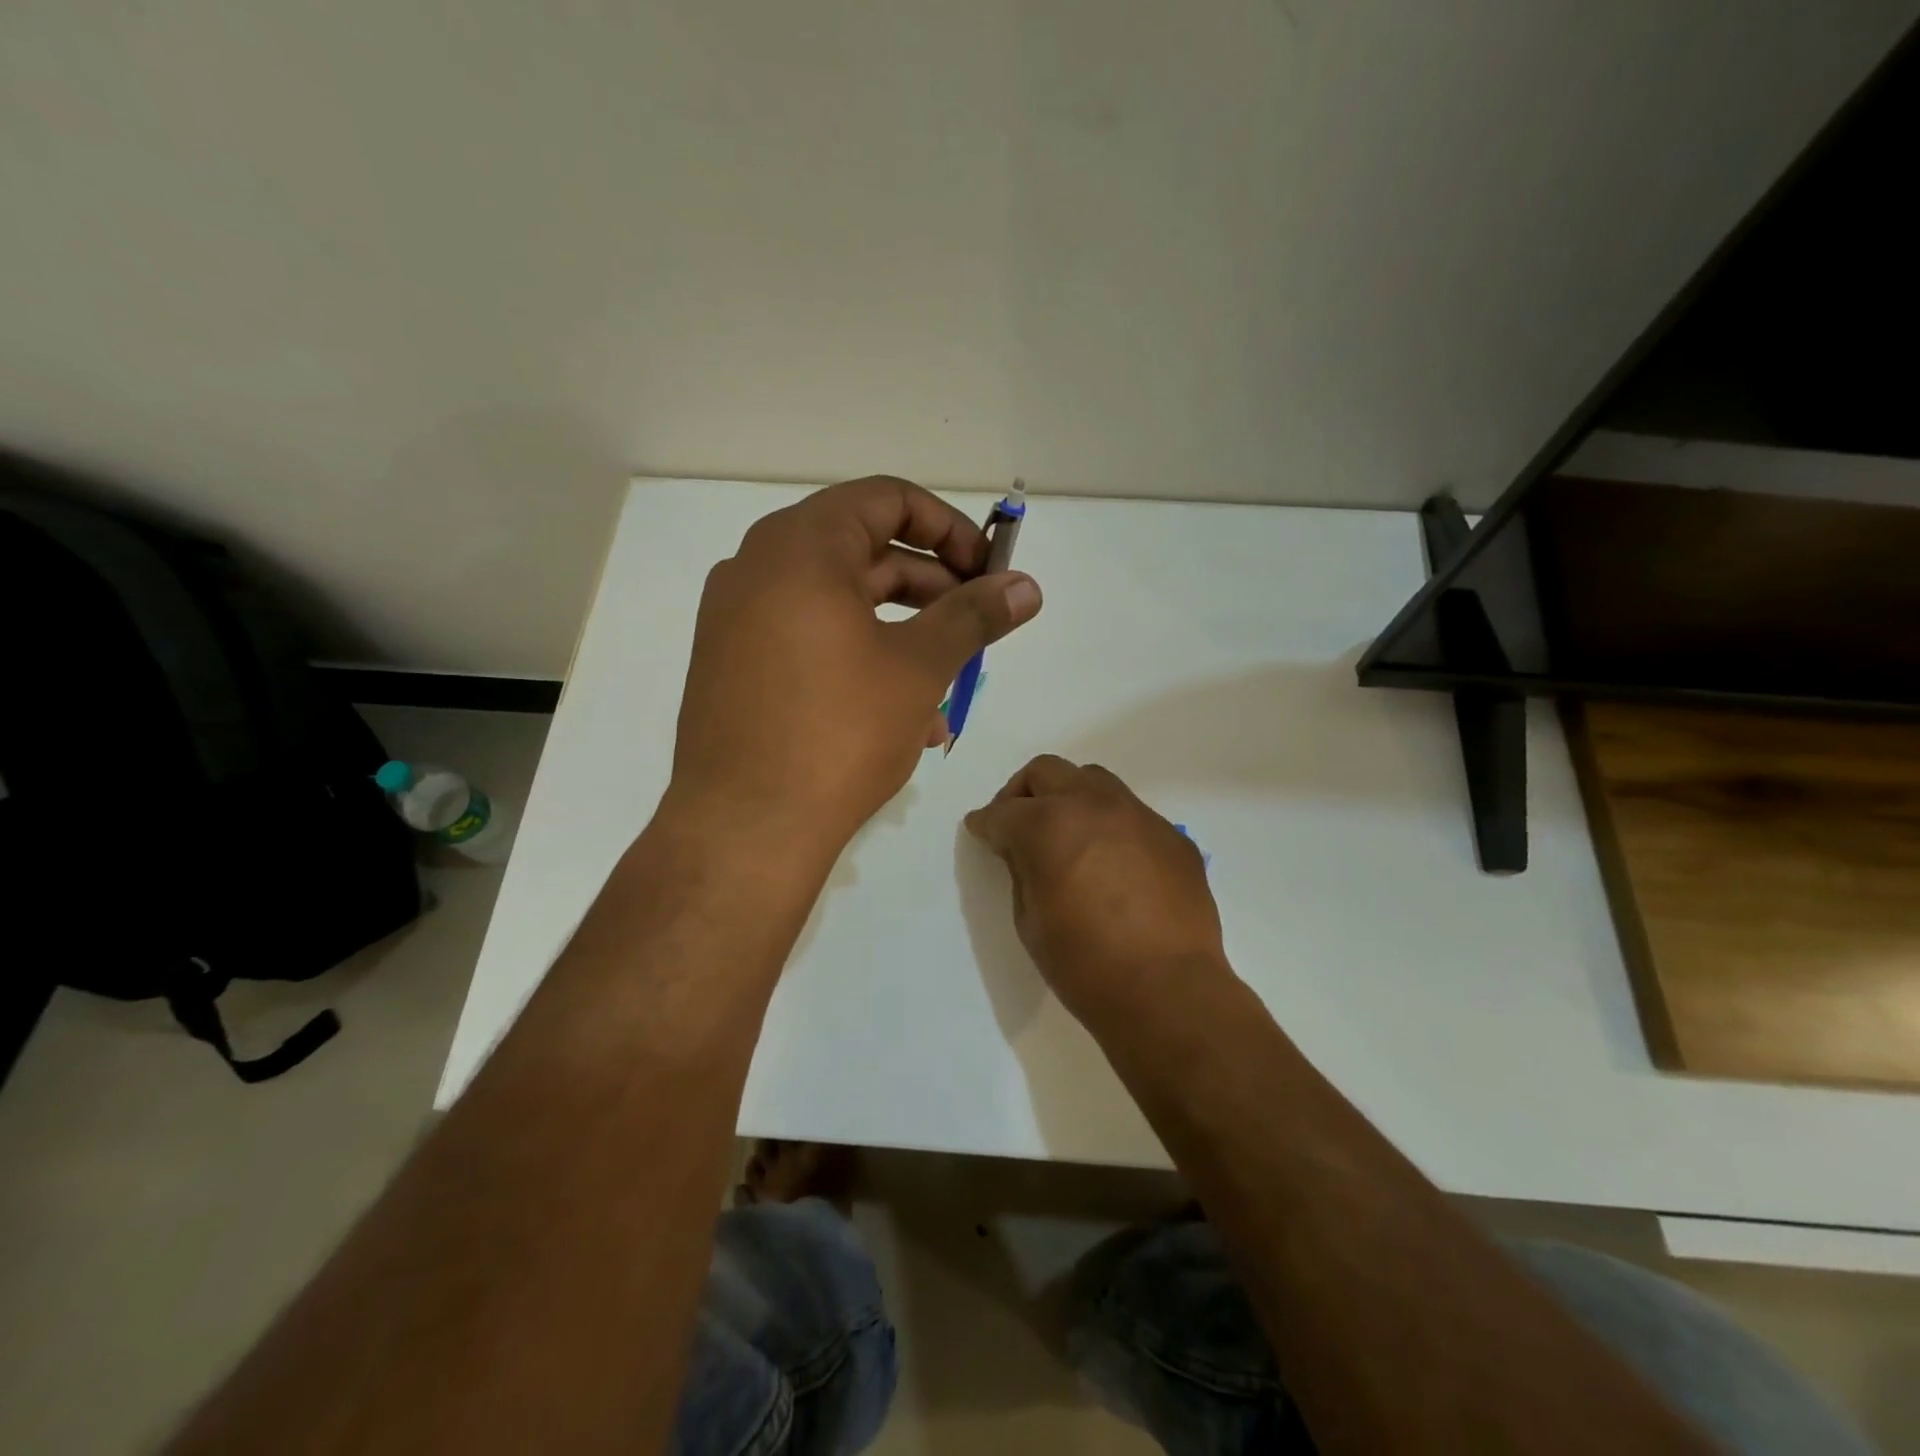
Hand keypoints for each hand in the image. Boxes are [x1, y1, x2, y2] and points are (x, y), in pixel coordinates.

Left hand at [669, 477, 1041, 860]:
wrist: (744, 829)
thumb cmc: (838, 732)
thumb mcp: (918, 667)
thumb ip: (974, 615)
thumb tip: (1027, 587)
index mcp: (799, 547)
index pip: (886, 498)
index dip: (948, 528)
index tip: (986, 571)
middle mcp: (757, 568)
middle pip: (863, 551)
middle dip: (931, 587)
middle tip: (977, 624)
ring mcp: (737, 619)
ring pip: (839, 604)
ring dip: (902, 633)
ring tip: (950, 684)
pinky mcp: (734, 665)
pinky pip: (809, 641)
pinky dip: (860, 659)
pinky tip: (905, 716)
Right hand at [964, 755, 1229, 1031]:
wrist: (1167, 991)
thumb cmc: (1084, 964)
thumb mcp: (1030, 920)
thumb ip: (1022, 871)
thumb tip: (1022, 850)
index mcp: (1048, 825)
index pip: (1003, 811)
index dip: (985, 822)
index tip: (980, 830)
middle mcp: (1092, 805)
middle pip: (1046, 772)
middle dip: (1022, 793)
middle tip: (1017, 822)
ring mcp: (1138, 816)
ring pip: (1093, 781)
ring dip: (1070, 798)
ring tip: (1067, 834)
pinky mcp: (1171, 836)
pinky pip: (1132, 814)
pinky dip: (1110, 826)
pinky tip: (1113, 863)